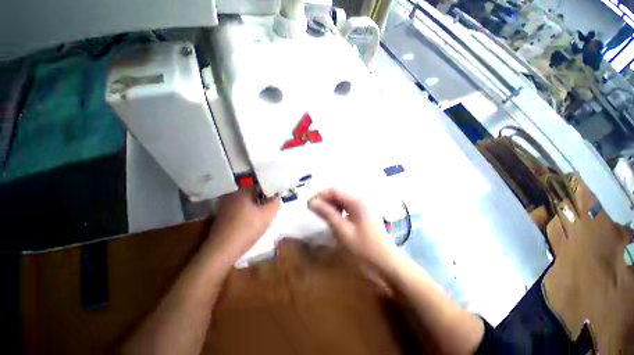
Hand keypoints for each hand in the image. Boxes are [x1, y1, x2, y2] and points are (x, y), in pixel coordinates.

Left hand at [206, 189, 279, 263]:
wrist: (221, 251)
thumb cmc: (247, 229)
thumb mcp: (267, 215)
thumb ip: (275, 203)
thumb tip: (275, 198)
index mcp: (241, 192)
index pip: (260, 187)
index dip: (270, 195)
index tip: (274, 204)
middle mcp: (231, 195)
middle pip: (253, 196)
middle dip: (262, 203)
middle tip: (269, 213)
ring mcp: (224, 206)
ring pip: (246, 204)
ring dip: (255, 210)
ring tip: (260, 221)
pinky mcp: (221, 217)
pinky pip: (239, 212)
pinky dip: (246, 215)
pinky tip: (249, 226)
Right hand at [308, 188, 398, 272]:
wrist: (387, 263)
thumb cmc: (365, 249)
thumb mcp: (343, 231)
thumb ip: (327, 214)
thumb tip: (312, 203)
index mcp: (357, 201)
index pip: (333, 190)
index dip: (319, 195)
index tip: (308, 205)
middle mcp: (360, 199)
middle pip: (337, 193)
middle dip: (324, 200)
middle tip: (313, 211)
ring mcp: (362, 206)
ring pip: (341, 199)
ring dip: (330, 205)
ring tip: (320, 215)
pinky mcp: (363, 213)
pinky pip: (346, 206)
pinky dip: (337, 210)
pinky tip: (333, 218)